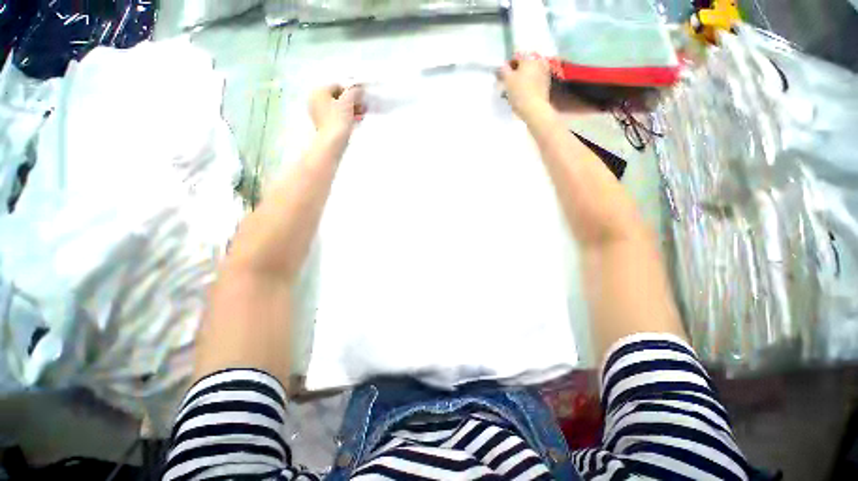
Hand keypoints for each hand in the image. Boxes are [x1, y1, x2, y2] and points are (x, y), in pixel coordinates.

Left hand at [309, 84, 365, 136]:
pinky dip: (345, 117)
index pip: (338, 86)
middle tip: (362, 108)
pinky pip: (336, 116)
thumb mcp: (348, 102)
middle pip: (337, 98)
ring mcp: (318, 113)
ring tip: (360, 116)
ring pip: (337, 108)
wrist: (332, 141)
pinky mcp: (323, 124)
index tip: (361, 98)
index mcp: (318, 91)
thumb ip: (354, 92)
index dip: (351, 92)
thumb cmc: (337, 120)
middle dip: (352, 102)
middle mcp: (315, 100)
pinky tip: (355, 121)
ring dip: (351, 110)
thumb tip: (358, 88)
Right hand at [497, 58, 551, 119]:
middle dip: (516, 72)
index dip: (508, 66)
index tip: (503, 76)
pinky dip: (529, 84)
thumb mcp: (507, 80)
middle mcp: (539, 61)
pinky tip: (524, 93)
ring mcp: (545, 72)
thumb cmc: (519, 92)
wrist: (534, 108)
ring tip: (515, 89)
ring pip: (530, 72)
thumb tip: (503, 65)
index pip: (516, 57)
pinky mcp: (547, 83)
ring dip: (523, 78)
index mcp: (529, 57)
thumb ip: (504, 70)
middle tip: (509, 83)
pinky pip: (535, 80)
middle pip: (524, 65)